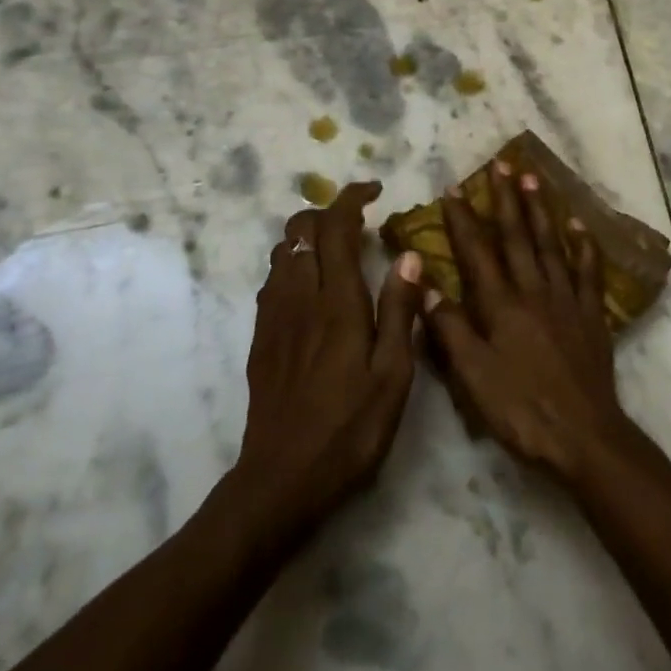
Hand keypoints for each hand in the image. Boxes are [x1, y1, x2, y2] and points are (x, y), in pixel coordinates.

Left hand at [236, 182, 423, 530]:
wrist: (281, 480)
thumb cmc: (349, 429)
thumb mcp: (393, 376)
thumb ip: (400, 311)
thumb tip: (410, 255)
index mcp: (337, 302)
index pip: (335, 228)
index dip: (351, 198)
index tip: (374, 190)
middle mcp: (299, 297)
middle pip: (300, 229)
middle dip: (328, 211)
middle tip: (359, 223)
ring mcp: (273, 316)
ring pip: (282, 251)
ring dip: (308, 237)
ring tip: (339, 252)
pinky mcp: (260, 336)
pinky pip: (272, 279)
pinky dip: (293, 264)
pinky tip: (313, 290)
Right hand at [421, 161, 641, 483]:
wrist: (584, 437)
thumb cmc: (520, 409)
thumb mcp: (472, 376)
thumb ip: (448, 328)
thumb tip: (423, 284)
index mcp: (501, 305)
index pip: (478, 252)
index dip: (463, 220)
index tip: (453, 190)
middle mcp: (533, 290)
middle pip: (518, 236)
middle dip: (506, 199)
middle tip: (502, 164)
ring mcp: (566, 299)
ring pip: (551, 244)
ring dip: (540, 209)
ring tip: (533, 178)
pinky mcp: (591, 315)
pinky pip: (588, 271)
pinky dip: (584, 246)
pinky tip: (579, 226)